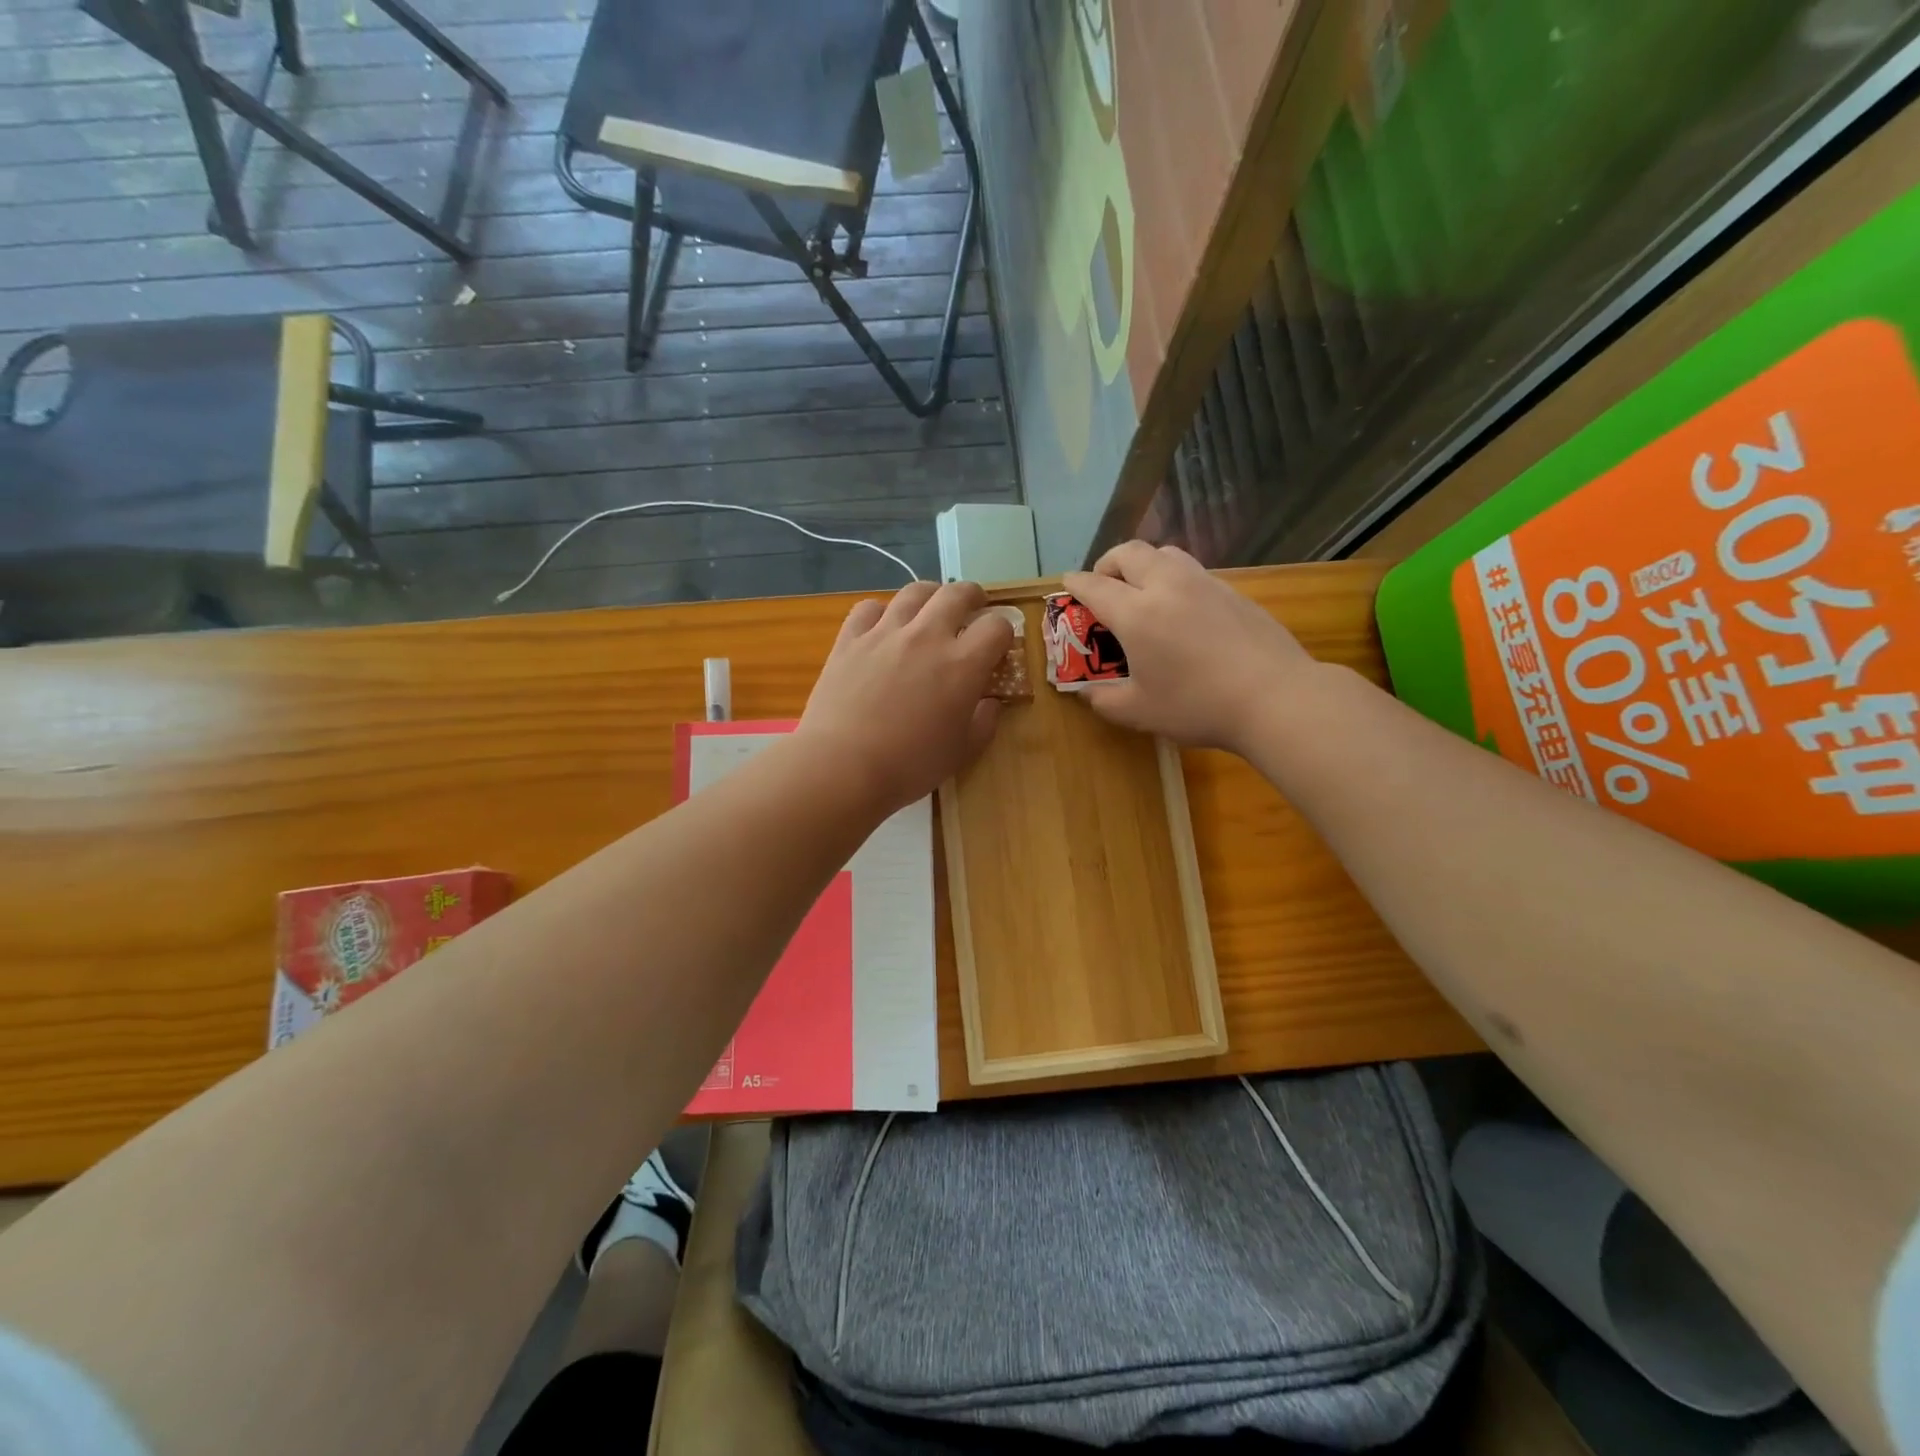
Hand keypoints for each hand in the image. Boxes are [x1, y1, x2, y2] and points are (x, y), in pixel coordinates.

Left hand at [797, 581, 1013, 812]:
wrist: (843, 766)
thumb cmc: (910, 766)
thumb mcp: (962, 752)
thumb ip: (984, 722)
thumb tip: (990, 702)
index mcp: (963, 664)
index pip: (996, 627)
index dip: (1003, 633)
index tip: (998, 647)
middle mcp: (927, 636)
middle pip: (957, 594)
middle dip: (973, 597)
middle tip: (974, 607)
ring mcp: (885, 633)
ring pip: (914, 592)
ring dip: (930, 595)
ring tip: (931, 607)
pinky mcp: (850, 639)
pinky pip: (869, 608)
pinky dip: (881, 612)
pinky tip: (882, 627)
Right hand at [1062, 542, 1313, 753]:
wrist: (1275, 697)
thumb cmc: (1198, 705)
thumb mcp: (1139, 712)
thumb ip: (1104, 699)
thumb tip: (1087, 692)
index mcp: (1136, 613)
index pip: (1095, 585)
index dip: (1075, 584)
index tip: (1067, 584)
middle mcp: (1167, 586)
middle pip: (1130, 552)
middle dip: (1108, 563)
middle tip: (1104, 586)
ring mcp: (1204, 584)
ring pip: (1165, 553)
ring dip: (1144, 564)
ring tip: (1143, 591)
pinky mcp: (1233, 591)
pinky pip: (1193, 571)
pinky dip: (1174, 579)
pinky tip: (1182, 611)